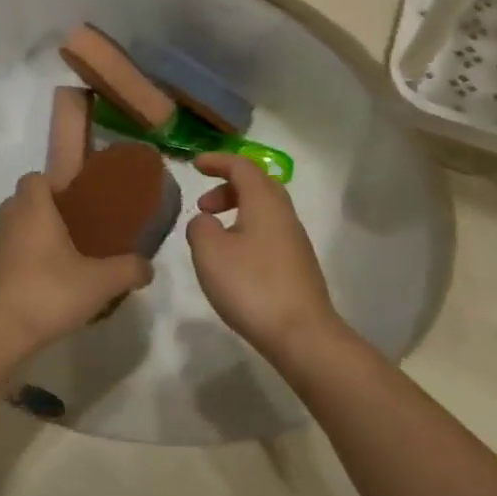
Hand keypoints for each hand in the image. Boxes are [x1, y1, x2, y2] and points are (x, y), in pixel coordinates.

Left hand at [0, 173, 151, 358]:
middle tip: (68, 238)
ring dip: (26, 246)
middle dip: (41, 216)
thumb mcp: (99, 283)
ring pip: (8, 236)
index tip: (72, 205)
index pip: (34, 178)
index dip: (52, 186)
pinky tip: (31, 298)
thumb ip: (128, 270)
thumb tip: (148, 267)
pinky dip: (12, 274)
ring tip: (53, 272)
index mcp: (32, 211)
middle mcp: (5, 223)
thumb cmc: (46, 294)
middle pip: (20, 205)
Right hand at [186, 154, 342, 366]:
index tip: (194, 165)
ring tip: (213, 235)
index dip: (217, 161)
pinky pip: (269, 232)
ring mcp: (295, 240)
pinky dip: (247, 231)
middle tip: (202, 205)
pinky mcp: (298, 265)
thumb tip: (206, 221)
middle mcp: (284, 214)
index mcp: (264, 201)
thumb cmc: (252, 285)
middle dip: (227, 187)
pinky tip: (234, 260)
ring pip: (264, 210)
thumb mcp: (210, 252)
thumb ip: (200, 227)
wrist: (302, 334)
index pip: (241, 167)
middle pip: (257, 185)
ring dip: (237, 211)